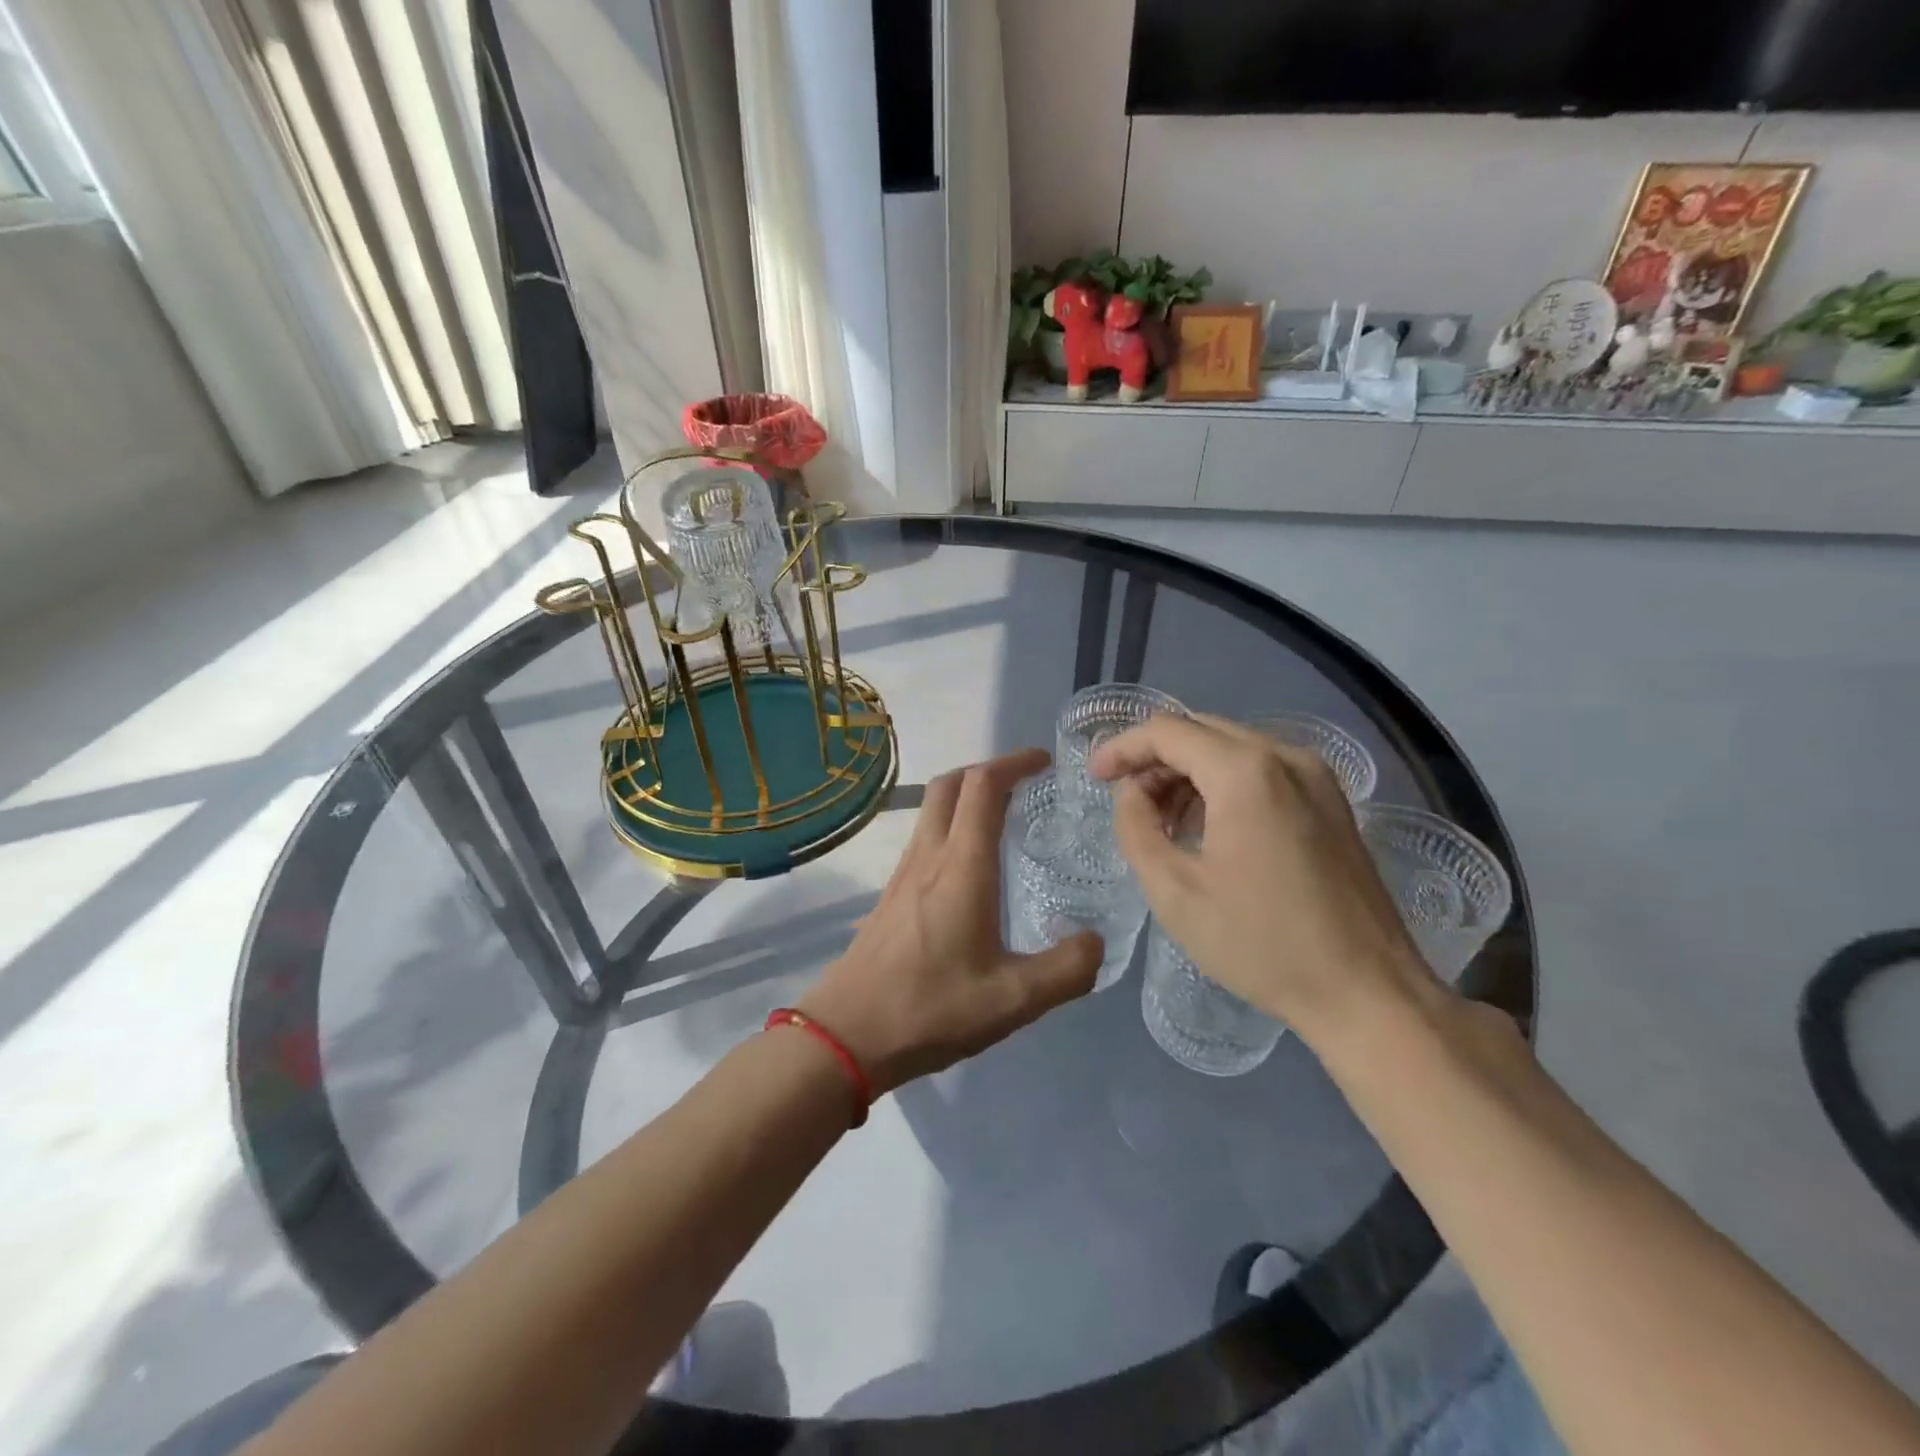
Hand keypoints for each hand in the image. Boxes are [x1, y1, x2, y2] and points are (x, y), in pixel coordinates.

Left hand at [799, 748, 1100, 1095]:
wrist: (847, 1033)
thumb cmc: (931, 1009)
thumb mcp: (1014, 1000)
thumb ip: (1066, 970)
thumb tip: (1095, 941)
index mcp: (962, 867)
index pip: (984, 786)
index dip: (1014, 762)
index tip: (1044, 762)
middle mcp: (929, 856)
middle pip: (951, 784)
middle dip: (989, 769)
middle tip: (1025, 782)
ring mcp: (904, 872)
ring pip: (933, 808)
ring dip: (967, 796)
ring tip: (1005, 818)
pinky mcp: (891, 893)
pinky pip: (924, 837)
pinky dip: (952, 825)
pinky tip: (971, 866)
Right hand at [1091, 714, 1443, 1048]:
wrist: (1366, 991)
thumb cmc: (1261, 944)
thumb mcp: (1175, 893)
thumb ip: (1137, 829)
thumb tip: (1130, 793)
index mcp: (1245, 773)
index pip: (1167, 731)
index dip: (1123, 748)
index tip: (1095, 777)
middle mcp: (1285, 757)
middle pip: (1201, 731)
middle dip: (1155, 758)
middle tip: (1126, 801)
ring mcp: (1316, 776)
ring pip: (1232, 747)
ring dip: (1188, 771)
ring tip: (1163, 821)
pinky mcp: (1332, 800)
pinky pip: (1263, 768)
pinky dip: (1223, 782)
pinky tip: (1208, 826)